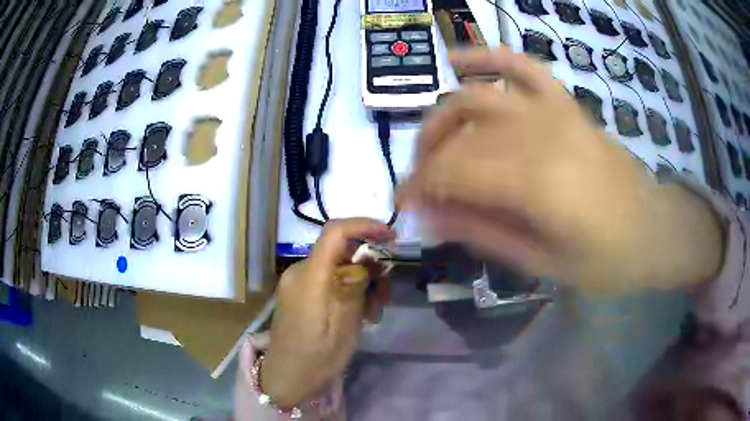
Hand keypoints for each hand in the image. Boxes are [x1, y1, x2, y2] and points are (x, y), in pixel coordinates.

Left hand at [261, 219, 394, 407]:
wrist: (287, 378)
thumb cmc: (318, 357)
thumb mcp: (346, 324)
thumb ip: (357, 287)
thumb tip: (369, 261)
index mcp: (310, 276)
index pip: (335, 232)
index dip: (364, 225)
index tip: (391, 235)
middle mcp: (301, 271)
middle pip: (340, 251)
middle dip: (369, 265)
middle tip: (385, 294)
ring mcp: (299, 283)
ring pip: (338, 267)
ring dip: (362, 283)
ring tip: (373, 313)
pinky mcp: (301, 294)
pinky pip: (329, 281)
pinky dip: (348, 291)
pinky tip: (360, 315)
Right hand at [398, 47, 721, 293]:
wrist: (655, 230)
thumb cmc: (607, 260)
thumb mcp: (543, 264)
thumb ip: (483, 234)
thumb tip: (428, 218)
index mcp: (536, 182)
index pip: (452, 170)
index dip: (418, 186)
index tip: (403, 206)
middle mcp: (539, 133)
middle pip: (458, 131)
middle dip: (426, 159)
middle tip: (423, 188)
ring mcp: (554, 110)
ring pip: (476, 97)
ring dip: (443, 116)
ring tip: (435, 143)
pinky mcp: (566, 103)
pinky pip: (521, 65)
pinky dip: (487, 57)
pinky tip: (458, 60)